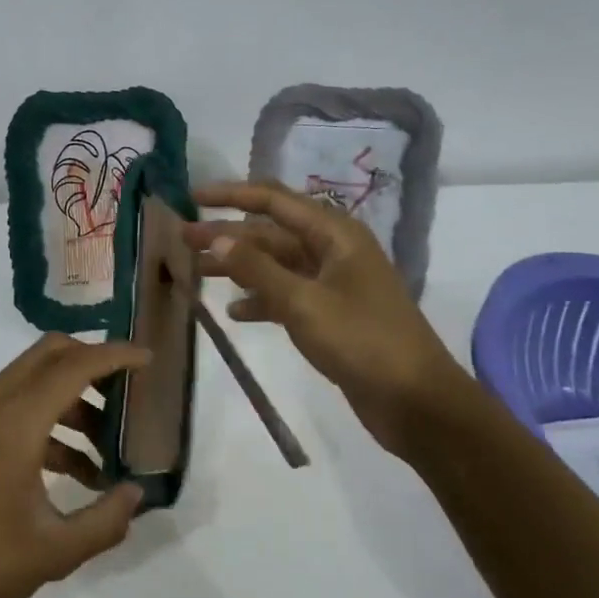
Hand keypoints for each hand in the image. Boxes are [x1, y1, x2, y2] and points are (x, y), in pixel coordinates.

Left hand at [0, 335, 148, 597]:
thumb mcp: (55, 551)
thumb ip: (106, 521)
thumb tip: (136, 494)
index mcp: (16, 420)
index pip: (75, 366)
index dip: (115, 356)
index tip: (149, 359)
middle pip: (50, 354)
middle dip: (93, 363)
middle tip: (127, 393)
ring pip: (34, 379)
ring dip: (73, 398)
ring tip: (107, 447)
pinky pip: (18, 404)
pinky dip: (50, 419)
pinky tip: (74, 470)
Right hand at [185, 181, 470, 457]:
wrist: (416, 402)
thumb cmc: (363, 342)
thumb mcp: (304, 302)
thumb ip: (257, 269)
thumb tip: (216, 237)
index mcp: (334, 234)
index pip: (273, 201)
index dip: (231, 195)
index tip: (192, 198)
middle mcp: (333, 250)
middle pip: (270, 233)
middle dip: (227, 236)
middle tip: (182, 241)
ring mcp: (333, 283)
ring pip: (275, 265)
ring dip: (238, 268)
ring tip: (196, 274)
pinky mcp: (331, 314)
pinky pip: (287, 295)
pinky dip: (260, 299)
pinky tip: (234, 312)